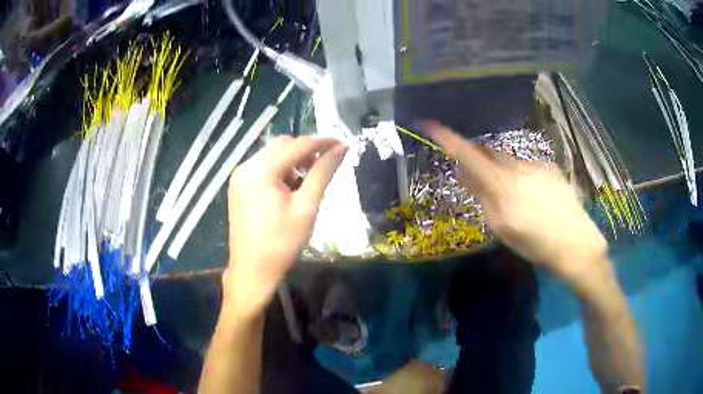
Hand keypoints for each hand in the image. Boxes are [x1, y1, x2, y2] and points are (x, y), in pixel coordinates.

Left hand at [224, 136, 347, 318]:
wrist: (252, 271)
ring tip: (308, 182)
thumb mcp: (307, 207)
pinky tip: (290, 189)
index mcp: (261, 169)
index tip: (343, 145)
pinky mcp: (238, 187)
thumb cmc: (282, 243)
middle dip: (306, 151)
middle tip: (326, 165)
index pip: (297, 145)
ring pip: (272, 156)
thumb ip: (323, 173)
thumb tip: (341, 149)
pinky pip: (263, 168)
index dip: (322, 143)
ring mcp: (239, 177)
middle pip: (282, 145)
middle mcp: (246, 166)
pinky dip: (280, 171)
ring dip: (293, 161)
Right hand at [425, 122, 608, 286]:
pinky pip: (526, 165)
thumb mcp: (502, 227)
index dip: (448, 139)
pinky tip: (532, 196)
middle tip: (476, 180)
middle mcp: (518, 167)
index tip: (430, 124)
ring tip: (512, 197)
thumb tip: (462, 172)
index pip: (469, 155)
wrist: (576, 243)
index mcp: (502, 185)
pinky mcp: (550, 167)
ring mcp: (536, 165)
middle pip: (488, 154)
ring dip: (500, 171)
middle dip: (478, 161)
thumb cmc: (535, 244)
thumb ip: (482, 197)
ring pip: (508, 160)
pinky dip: (520, 175)